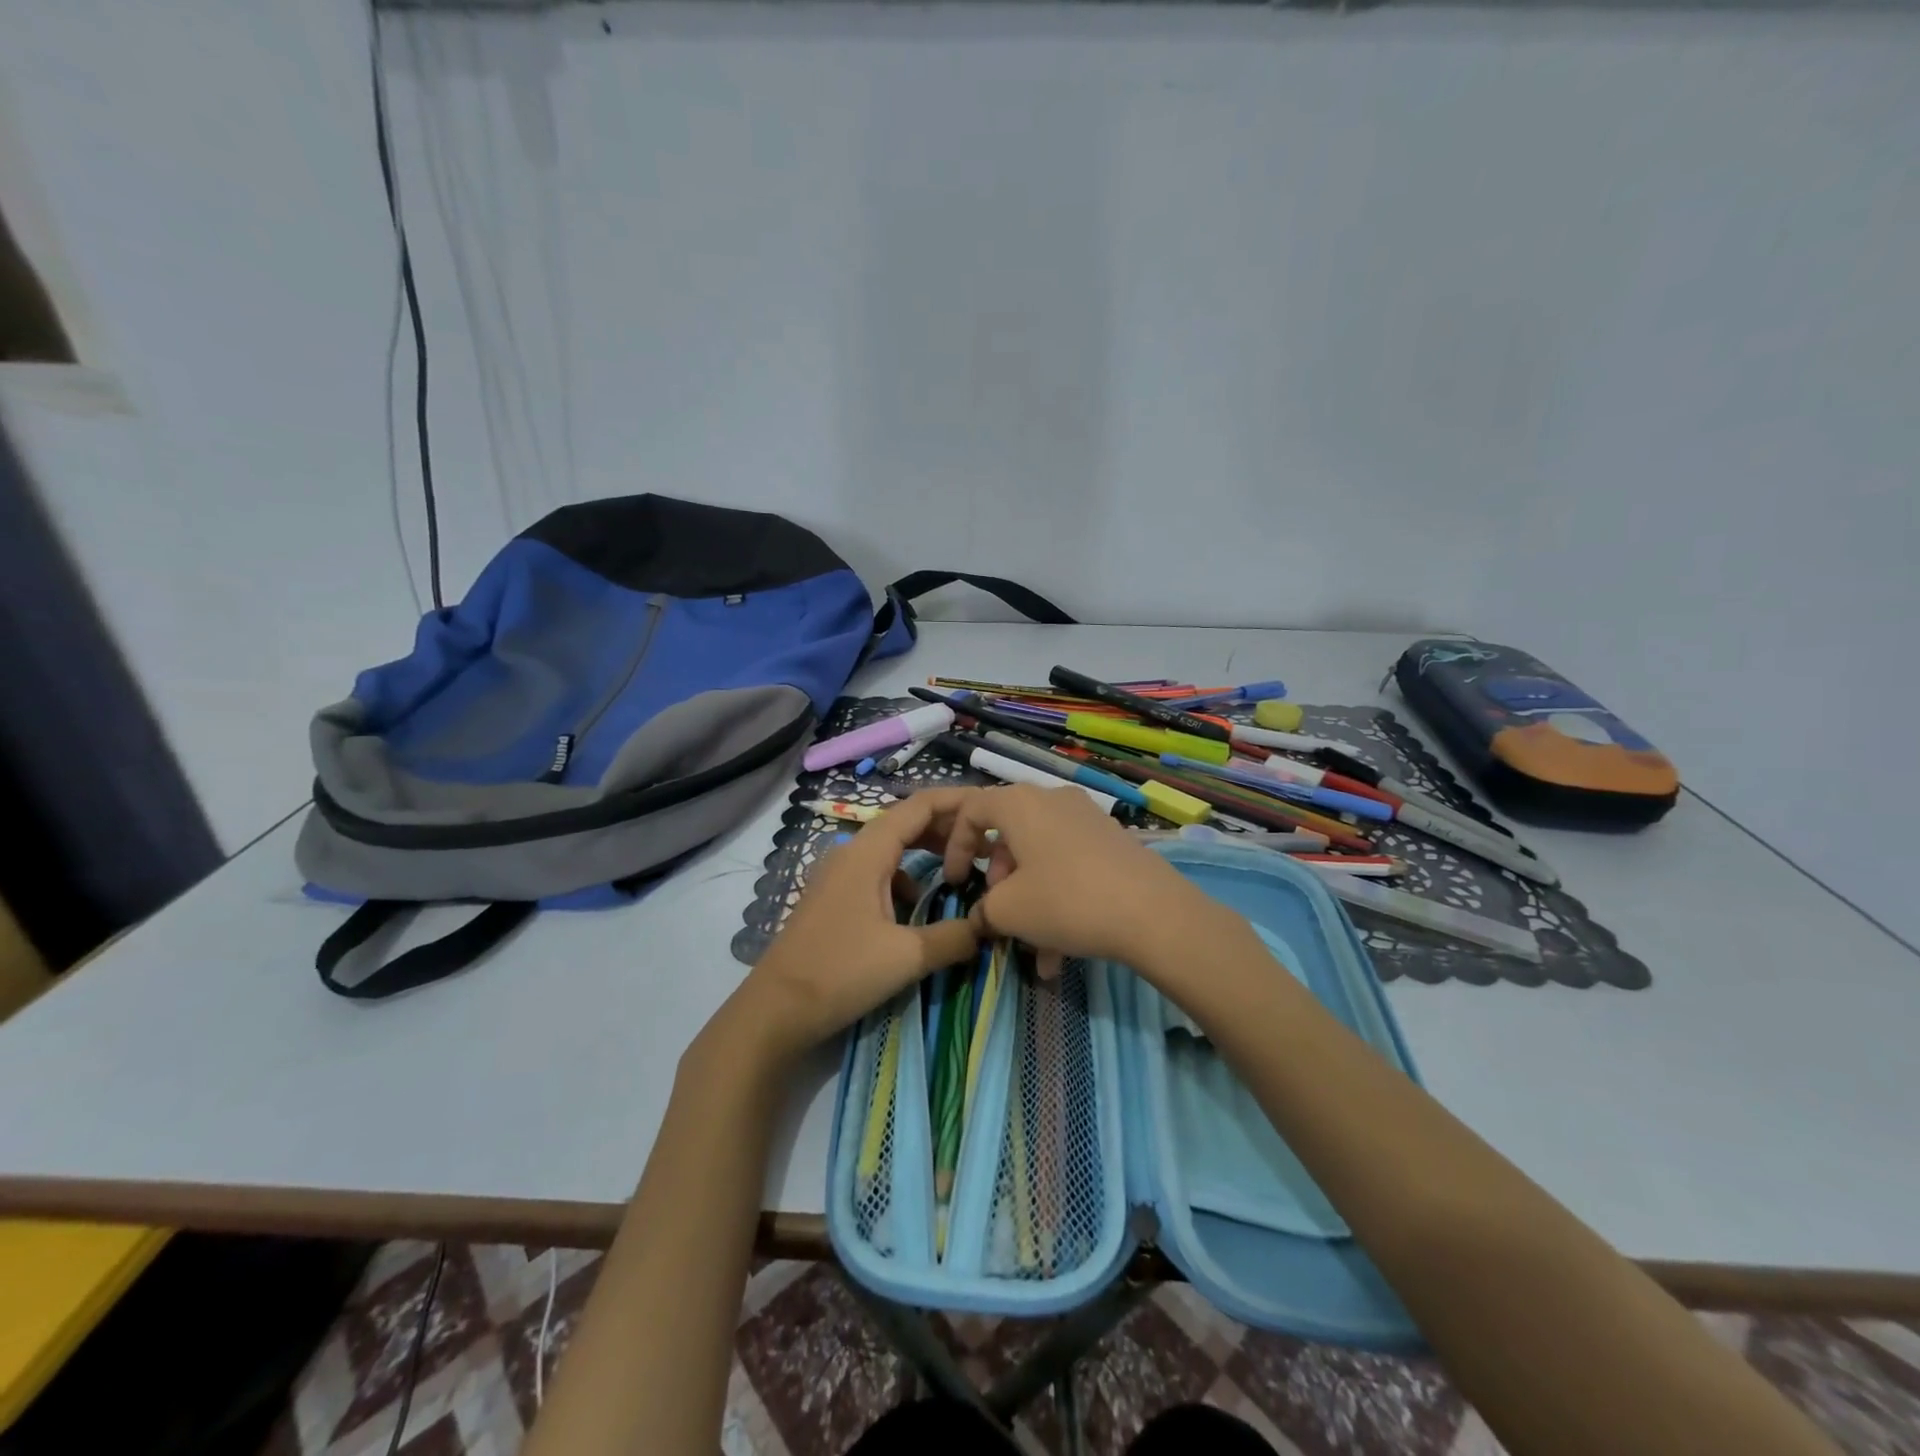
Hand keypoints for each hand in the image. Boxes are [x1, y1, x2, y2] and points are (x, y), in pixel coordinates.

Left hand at [738, 788, 983, 1060]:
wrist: (775, 1010)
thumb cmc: (840, 972)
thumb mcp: (907, 956)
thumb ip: (954, 937)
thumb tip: (988, 926)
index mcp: (868, 852)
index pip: (919, 806)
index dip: (957, 801)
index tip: (991, 808)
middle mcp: (851, 853)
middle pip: (906, 823)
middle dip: (947, 829)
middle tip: (985, 845)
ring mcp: (838, 875)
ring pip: (891, 849)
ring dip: (926, 853)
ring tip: (959, 871)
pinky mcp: (833, 898)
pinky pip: (878, 872)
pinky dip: (905, 877)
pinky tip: (918, 905)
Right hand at [939, 785, 1211, 968]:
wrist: (1153, 914)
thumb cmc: (1066, 901)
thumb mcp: (1008, 911)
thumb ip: (983, 910)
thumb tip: (983, 916)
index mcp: (1020, 803)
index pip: (971, 810)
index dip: (955, 846)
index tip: (954, 881)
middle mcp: (1053, 800)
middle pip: (1010, 834)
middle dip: (999, 878)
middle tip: (1000, 911)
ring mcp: (1088, 819)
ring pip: (1042, 857)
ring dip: (1030, 899)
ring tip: (1036, 950)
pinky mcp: (1113, 841)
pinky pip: (1071, 866)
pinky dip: (1059, 900)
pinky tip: (1062, 952)